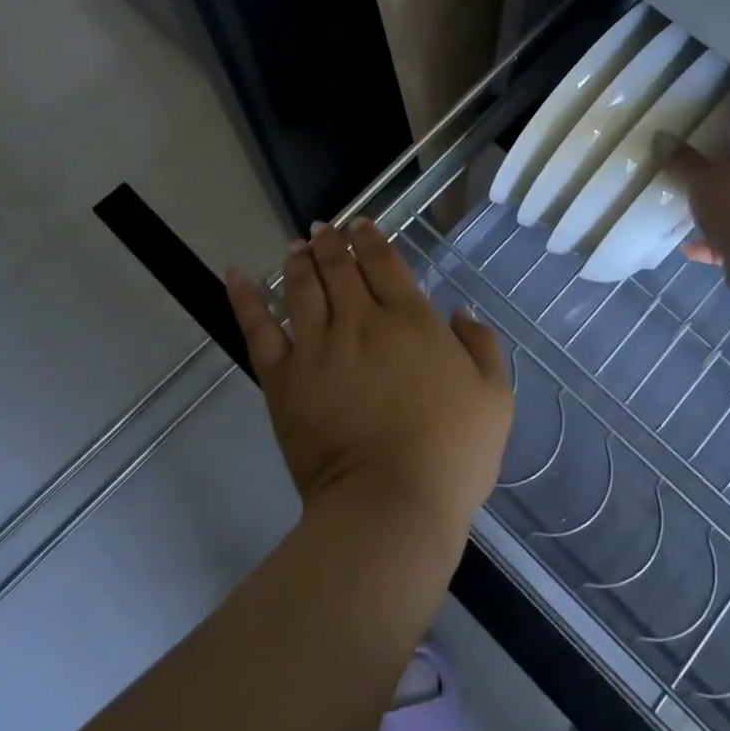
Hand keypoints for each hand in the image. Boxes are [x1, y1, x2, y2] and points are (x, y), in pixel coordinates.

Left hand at [225, 219, 512, 557]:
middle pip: (339, 268)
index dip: (371, 238)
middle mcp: (360, 321)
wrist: (391, 505)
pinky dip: (245, 298)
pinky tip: (236, 274)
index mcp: (411, 319)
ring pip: (301, 287)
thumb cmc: (452, 454)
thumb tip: (458, 314)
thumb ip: (482, 345)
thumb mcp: (494, 396)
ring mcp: (317, 347)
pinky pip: (258, 329)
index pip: (384, 262)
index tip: (360, 225)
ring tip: (296, 246)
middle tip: (323, 228)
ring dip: (298, 260)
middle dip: (331, 242)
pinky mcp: (283, 379)